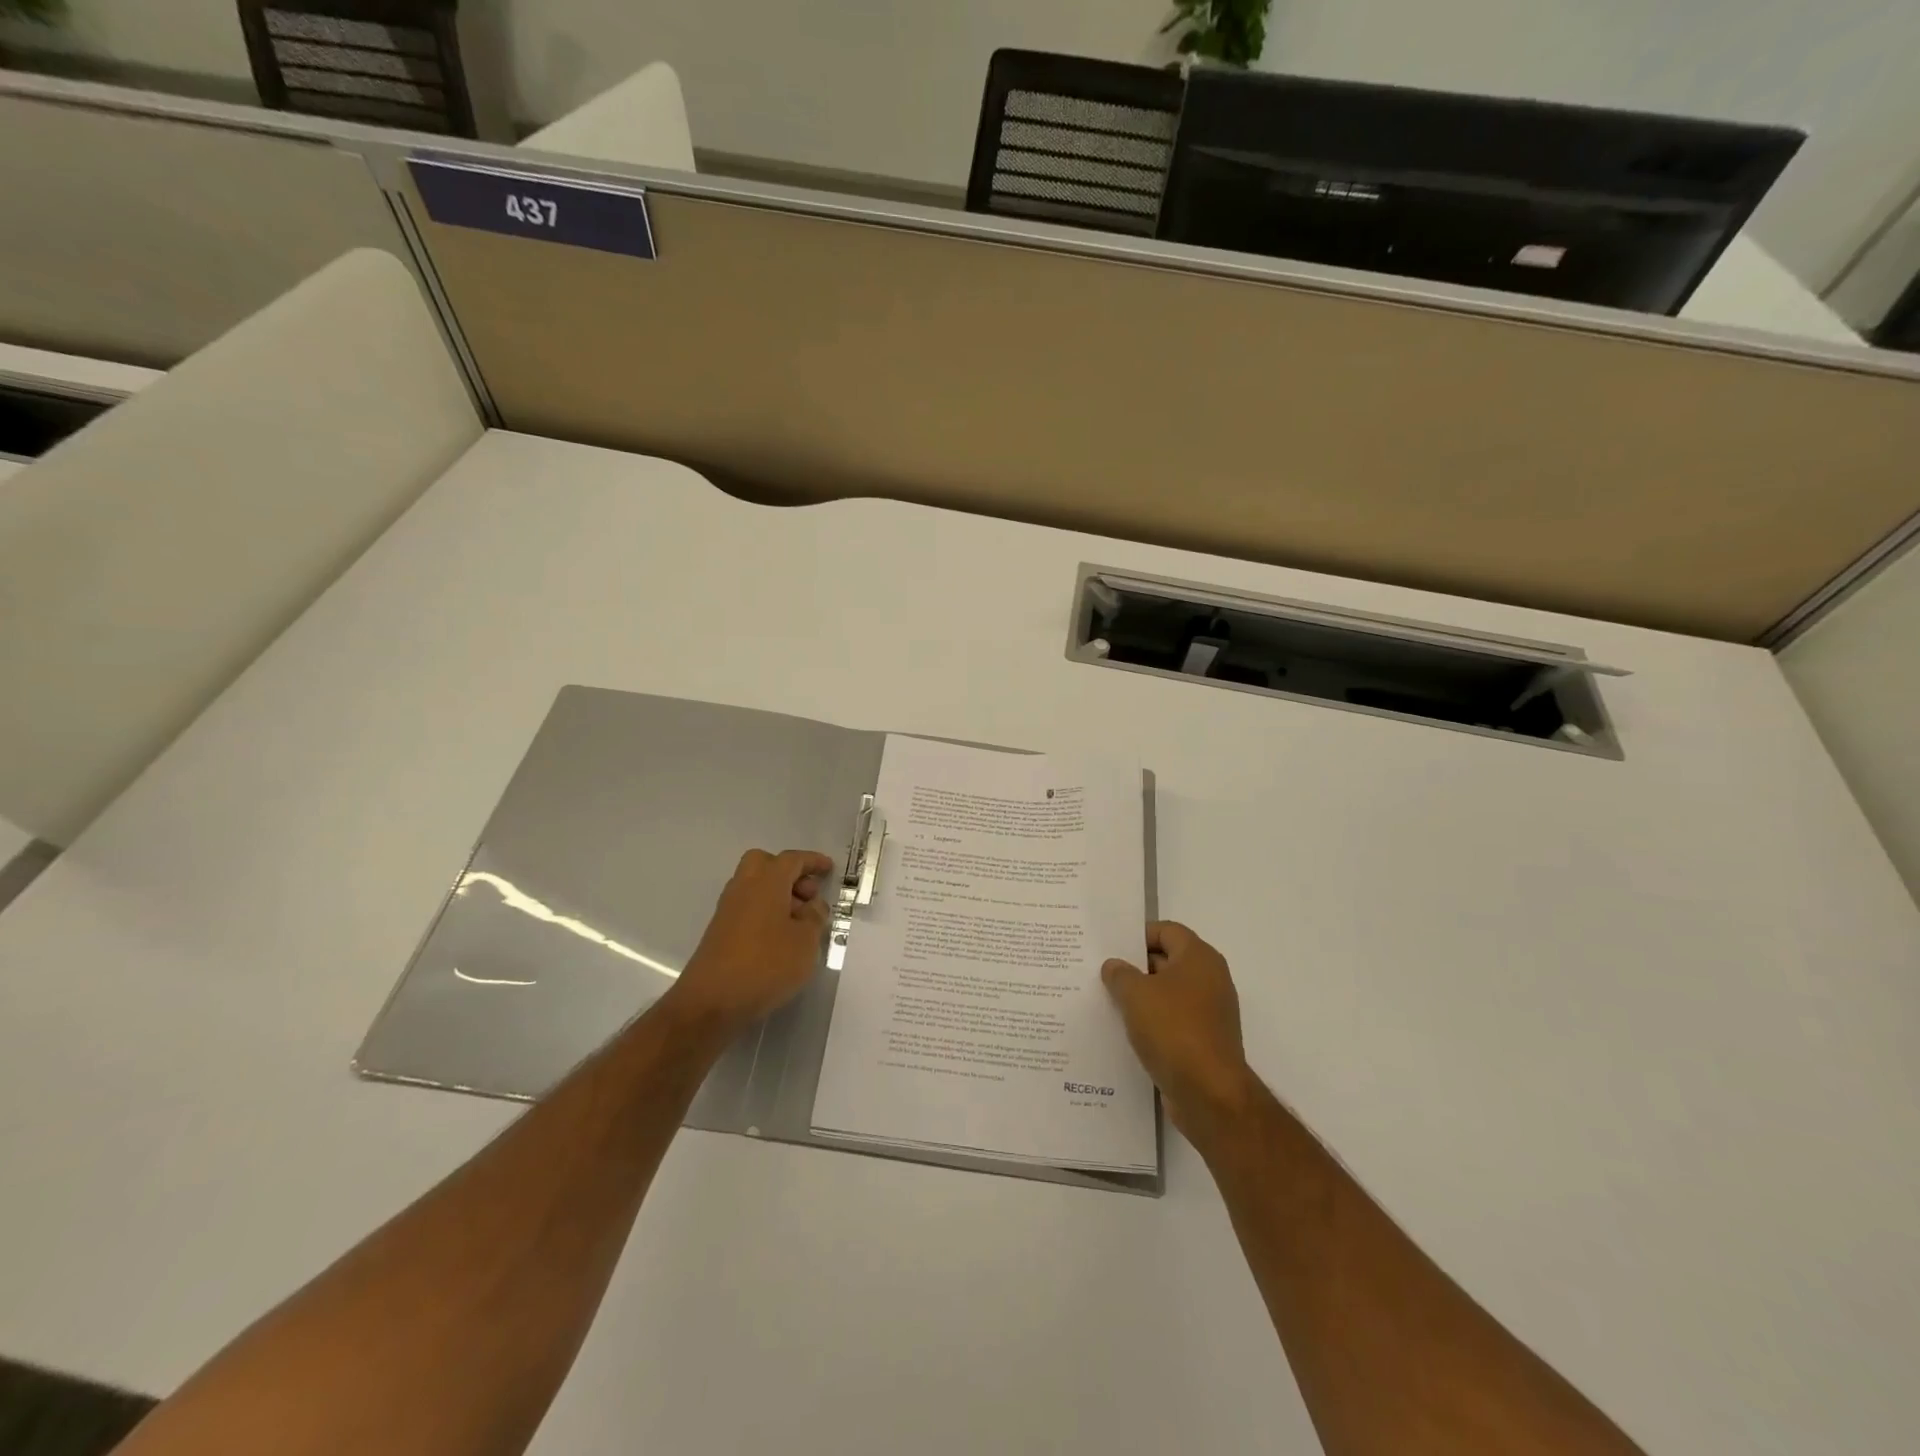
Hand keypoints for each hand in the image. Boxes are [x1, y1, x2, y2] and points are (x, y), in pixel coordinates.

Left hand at [667, 848, 833, 1035]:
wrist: (711, 1002)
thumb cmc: (766, 965)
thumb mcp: (806, 942)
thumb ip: (814, 918)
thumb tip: (812, 906)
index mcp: (766, 882)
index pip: (792, 860)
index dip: (813, 861)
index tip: (829, 868)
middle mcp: (743, 888)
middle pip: (765, 864)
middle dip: (789, 873)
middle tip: (809, 896)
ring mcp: (728, 910)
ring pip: (755, 886)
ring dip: (778, 894)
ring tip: (801, 923)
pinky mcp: (720, 932)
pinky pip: (748, 908)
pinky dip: (766, 912)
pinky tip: (781, 939)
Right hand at [1102, 922, 1259, 1142]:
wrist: (1209, 1094)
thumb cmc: (1173, 1029)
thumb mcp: (1135, 994)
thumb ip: (1120, 974)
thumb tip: (1114, 966)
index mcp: (1199, 958)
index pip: (1166, 930)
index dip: (1138, 935)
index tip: (1110, 947)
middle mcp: (1210, 979)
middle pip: (1168, 961)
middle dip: (1136, 967)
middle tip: (1102, 973)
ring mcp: (1210, 1012)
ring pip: (1169, 993)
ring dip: (1142, 997)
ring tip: (1108, 1002)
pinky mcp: (1205, 1041)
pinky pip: (1173, 1021)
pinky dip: (1153, 1022)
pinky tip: (1126, 1031)